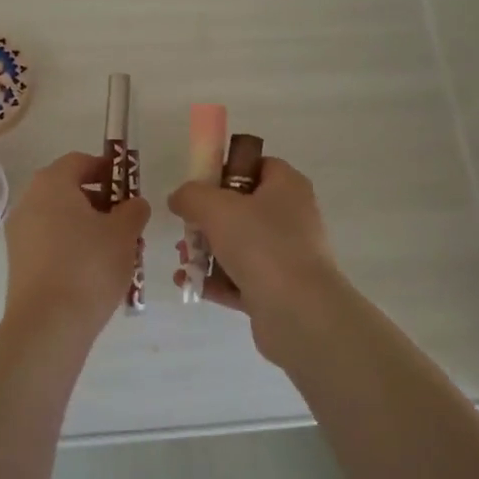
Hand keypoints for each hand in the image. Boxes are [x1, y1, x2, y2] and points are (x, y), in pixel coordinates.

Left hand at [3, 151, 149, 343]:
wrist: (48, 325)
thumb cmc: (89, 266)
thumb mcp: (124, 233)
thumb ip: (133, 210)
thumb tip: (133, 204)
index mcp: (51, 183)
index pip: (80, 161)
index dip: (108, 170)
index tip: (129, 187)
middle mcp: (29, 202)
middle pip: (68, 190)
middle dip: (100, 201)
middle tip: (127, 221)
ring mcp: (20, 234)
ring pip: (60, 219)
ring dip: (88, 226)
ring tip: (117, 250)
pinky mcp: (19, 263)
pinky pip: (51, 243)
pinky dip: (73, 247)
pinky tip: (95, 271)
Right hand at [166, 157, 348, 363]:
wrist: (299, 312)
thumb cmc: (261, 244)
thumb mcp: (216, 208)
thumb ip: (191, 195)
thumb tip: (179, 198)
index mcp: (287, 187)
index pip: (258, 166)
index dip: (227, 171)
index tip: (200, 186)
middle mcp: (292, 217)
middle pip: (243, 208)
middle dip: (207, 220)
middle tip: (185, 230)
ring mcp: (288, 256)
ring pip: (240, 246)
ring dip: (207, 252)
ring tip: (183, 261)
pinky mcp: (279, 291)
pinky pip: (241, 279)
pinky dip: (215, 281)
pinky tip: (188, 283)